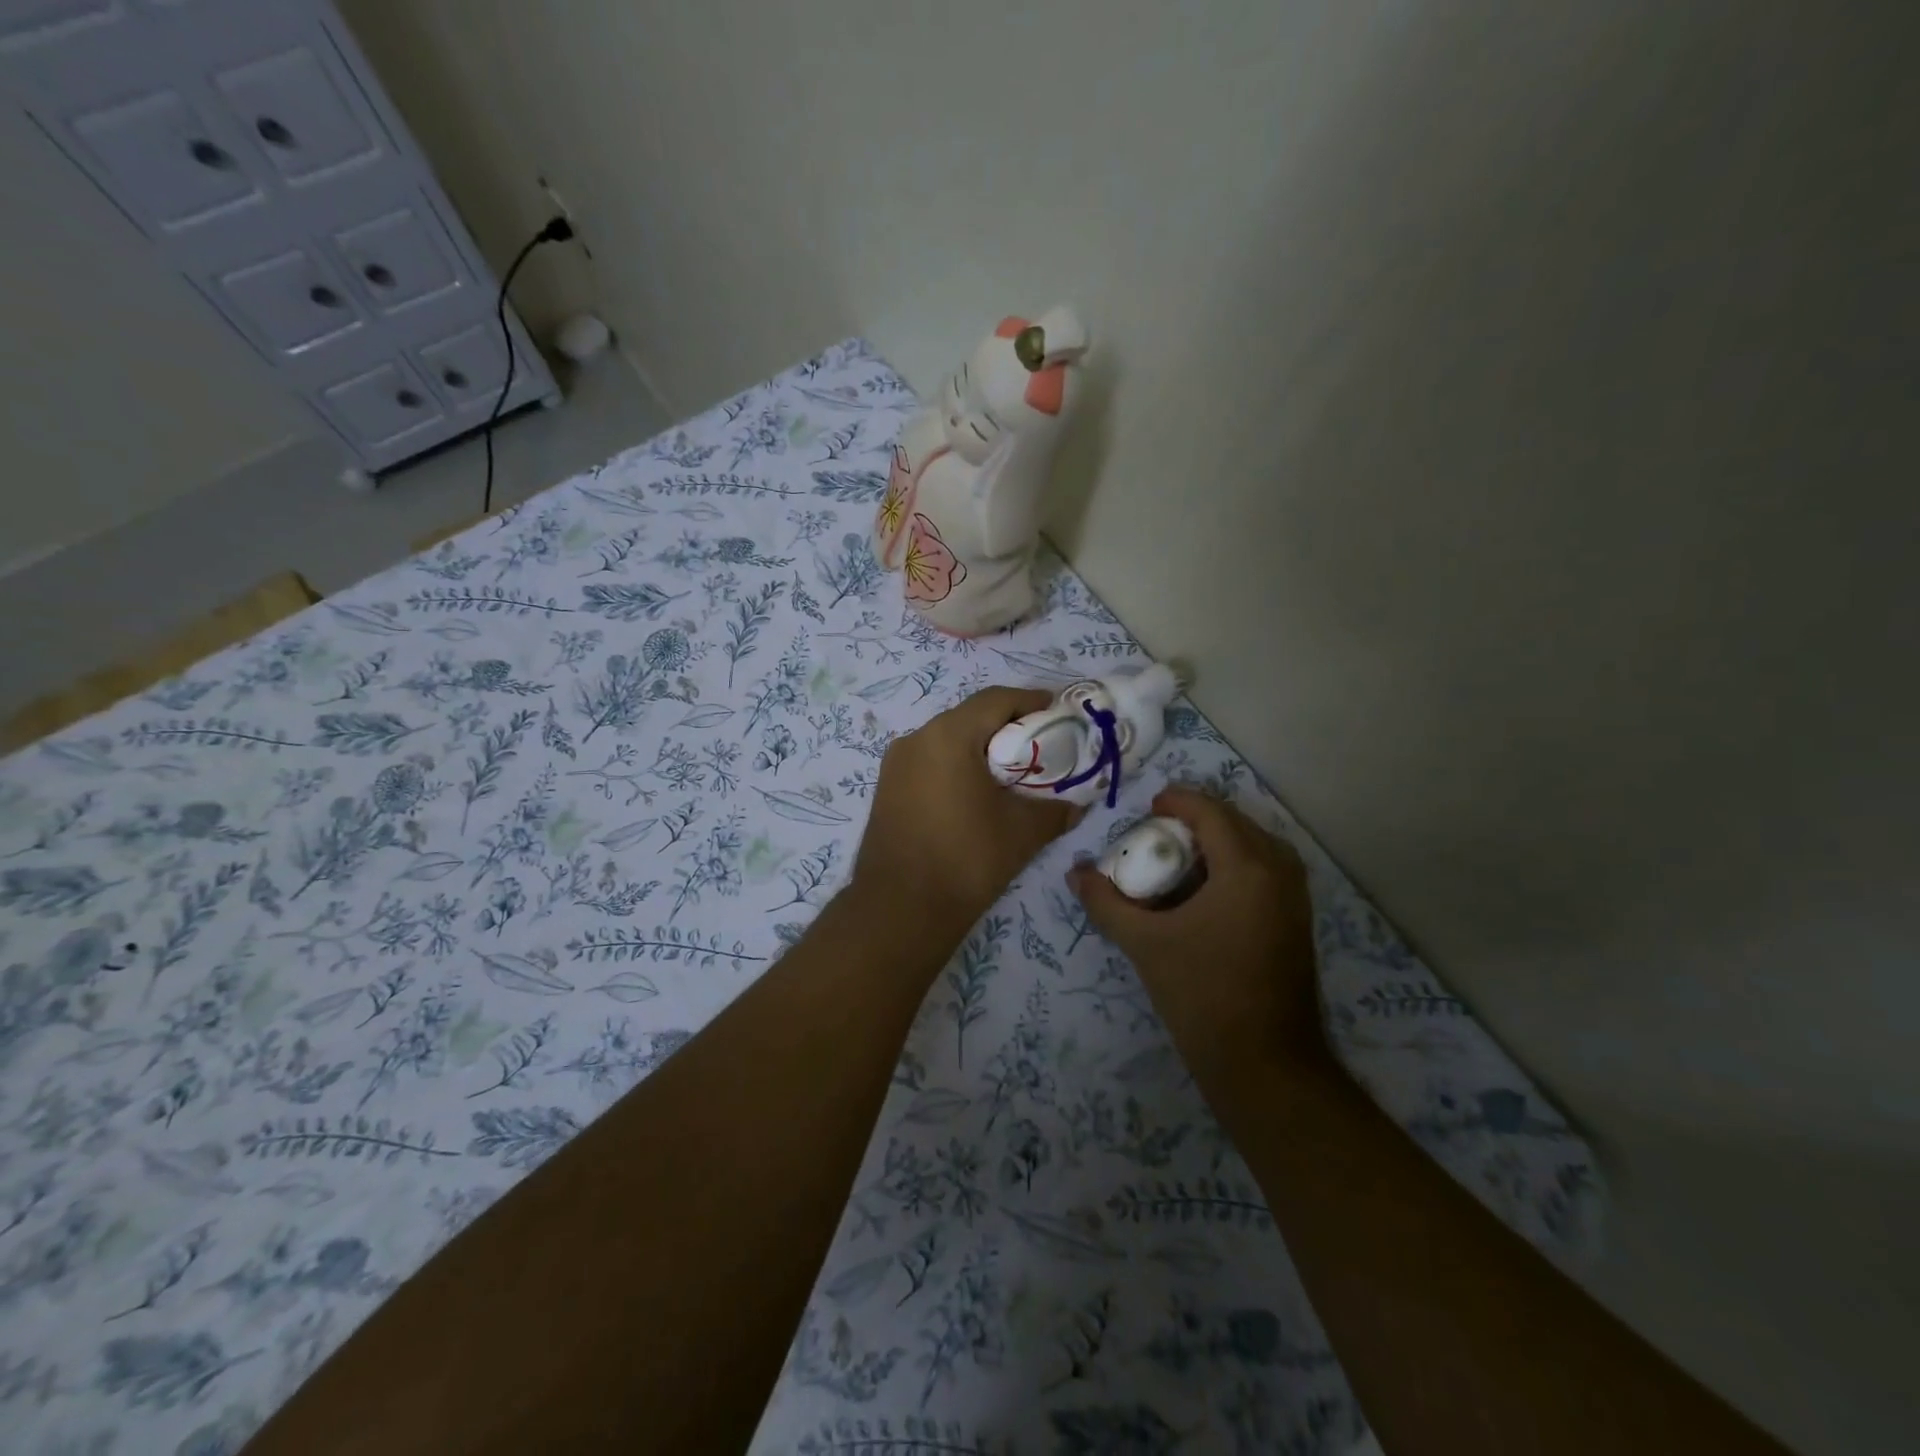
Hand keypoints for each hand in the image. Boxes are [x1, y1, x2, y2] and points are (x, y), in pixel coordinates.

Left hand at [852, 688, 1080, 937]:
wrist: (900, 909)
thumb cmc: (966, 859)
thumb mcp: (1023, 831)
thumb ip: (1057, 809)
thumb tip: (1079, 804)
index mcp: (949, 735)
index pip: (997, 700)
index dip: (1032, 702)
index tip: (1060, 715)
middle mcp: (916, 738)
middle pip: (971, 717)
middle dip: (1008, 727)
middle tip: (1041, 747)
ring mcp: (896, 763)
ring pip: (948, 740)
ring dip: (981, 748)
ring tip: (1012, 773)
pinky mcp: (887, 788)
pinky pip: (930, 762)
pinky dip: (957, 766)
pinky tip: (977, 793)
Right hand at [1069, 787, 1324, 1079]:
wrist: (1265, 1063)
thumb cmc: (1202, 994)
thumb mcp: (1145, 944)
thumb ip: (1106, 903)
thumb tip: (1075, 873)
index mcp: (1247, 868)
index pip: (1212, 812)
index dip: (1178, 800)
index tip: (1148, 806)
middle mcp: (1280, 872)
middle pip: (1237, 823)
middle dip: (1198, 818)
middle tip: (1159, 830)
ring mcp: (1296, 898)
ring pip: (1257, 846)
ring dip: (1220, 840)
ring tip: (1182, 854)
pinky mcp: (1298, 921)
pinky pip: (1268, 870)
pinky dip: (1238, 863)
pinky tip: (1208, 888)